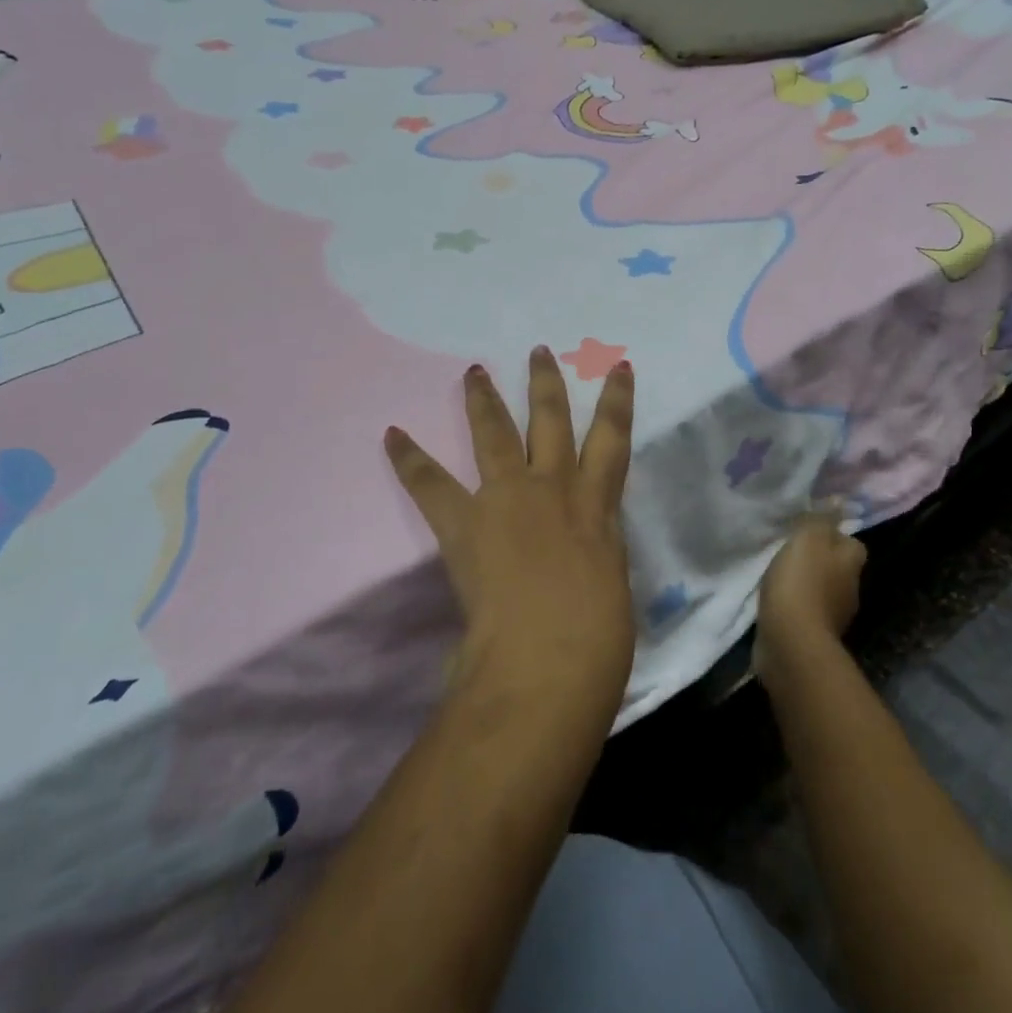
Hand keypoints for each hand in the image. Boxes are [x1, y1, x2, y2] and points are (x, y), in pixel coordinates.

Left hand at [385, 347, 635, 717]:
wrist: (544, 660)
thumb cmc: (595, 638)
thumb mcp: (612, 584)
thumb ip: (597, 553)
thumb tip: (584, 548)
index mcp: (596, 506)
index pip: (613, 440)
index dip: (618, 401)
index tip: (620, 367)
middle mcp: (553, 488)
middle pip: (551, 421)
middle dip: (545, 384)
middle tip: (537, 351)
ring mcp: (507, 498)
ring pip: (496, 434)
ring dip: (484, 399)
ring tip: (474, 371)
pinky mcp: (465, 521)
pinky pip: (431, 482)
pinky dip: (410, 458)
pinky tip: (392, 434)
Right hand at [753, 512, 866, 691]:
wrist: (791, 642)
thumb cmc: (801, 583)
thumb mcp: (808, 538)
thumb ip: (821, 519)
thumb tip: (838, 501)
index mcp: (851, 563)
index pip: (852, 543)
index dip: (835, 535)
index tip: (811, 531)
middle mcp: (849, 589)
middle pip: (837, 567)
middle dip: (819, 559)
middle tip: (791, 549)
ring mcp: (833, 616)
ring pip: (821, 590)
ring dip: (804, 583)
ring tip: (778, 574)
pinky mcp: (812, 635)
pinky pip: (804, 611)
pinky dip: (793, 605)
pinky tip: (774, 599)